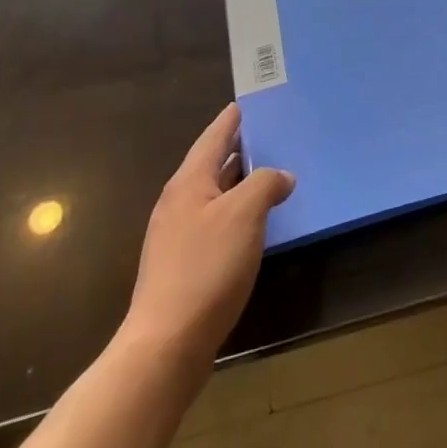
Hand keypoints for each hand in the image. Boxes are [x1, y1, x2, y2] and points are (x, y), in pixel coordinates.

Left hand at [121, 103, 294, 365]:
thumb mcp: (245, 214)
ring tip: (272, 173)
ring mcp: (177, 237)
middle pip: (213, 164)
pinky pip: (216, 223)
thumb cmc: (206, 268)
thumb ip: (265, 183)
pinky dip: (238, 213)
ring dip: (241, 183)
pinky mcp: (183, 266)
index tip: (250, 101)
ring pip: (215, 196)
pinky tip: (257, 223)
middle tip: (272, 133)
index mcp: (189, 182)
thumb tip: (281, 177)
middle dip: (240, 149)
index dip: (233, 118)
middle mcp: (179, 203)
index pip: (214, 136)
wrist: (165, 346)